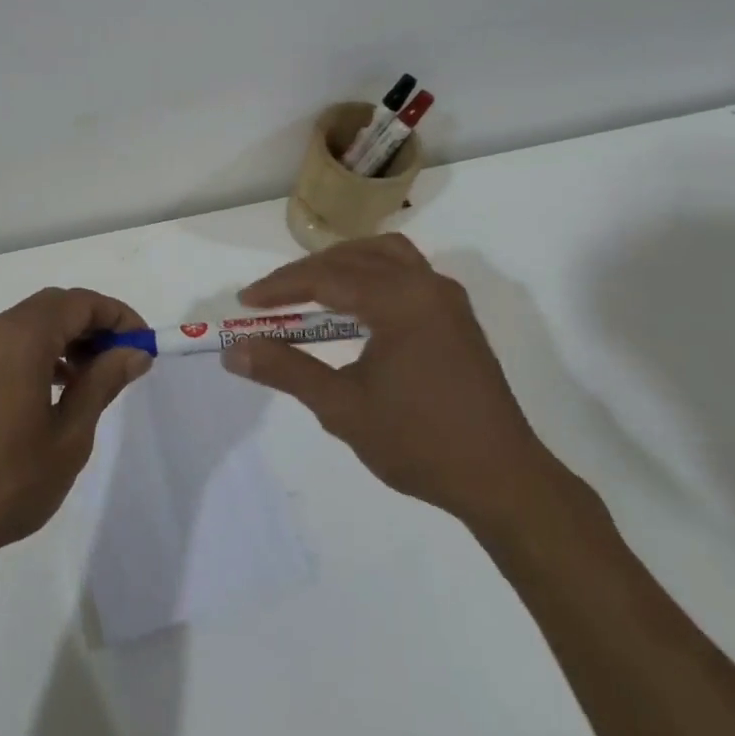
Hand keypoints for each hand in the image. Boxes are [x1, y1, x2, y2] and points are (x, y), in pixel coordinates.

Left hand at [0, 288, 150, 571]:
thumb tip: (134, 352)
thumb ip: (102, 383)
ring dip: (68, 339)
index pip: (80, 303)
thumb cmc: (7, 480)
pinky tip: (57, 389)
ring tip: (95, 378)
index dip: (118, 316)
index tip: (144, 344)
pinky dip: (41, 352)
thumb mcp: (69, 435)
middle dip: (94, 325)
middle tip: (124, 360)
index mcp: (21, 337)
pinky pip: (10, 343)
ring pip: (31, 323)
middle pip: (54, 307)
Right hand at [223, 234, 571, 536]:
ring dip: (341, 265)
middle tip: (269, 301)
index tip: (245, 303)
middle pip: (352, 259)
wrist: (501, 480)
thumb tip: (233, 350)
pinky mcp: (455, 315)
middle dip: (305, 275)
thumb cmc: (418, 443)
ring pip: (383, 255)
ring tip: (310, 290)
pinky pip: (406, 272)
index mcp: (400, 300)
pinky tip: (357, 306)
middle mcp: (426, 284)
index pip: (325, 278)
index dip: (280, 287)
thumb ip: (286, 370)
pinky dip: (372, 274)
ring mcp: (446, 298)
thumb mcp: (341, 407)